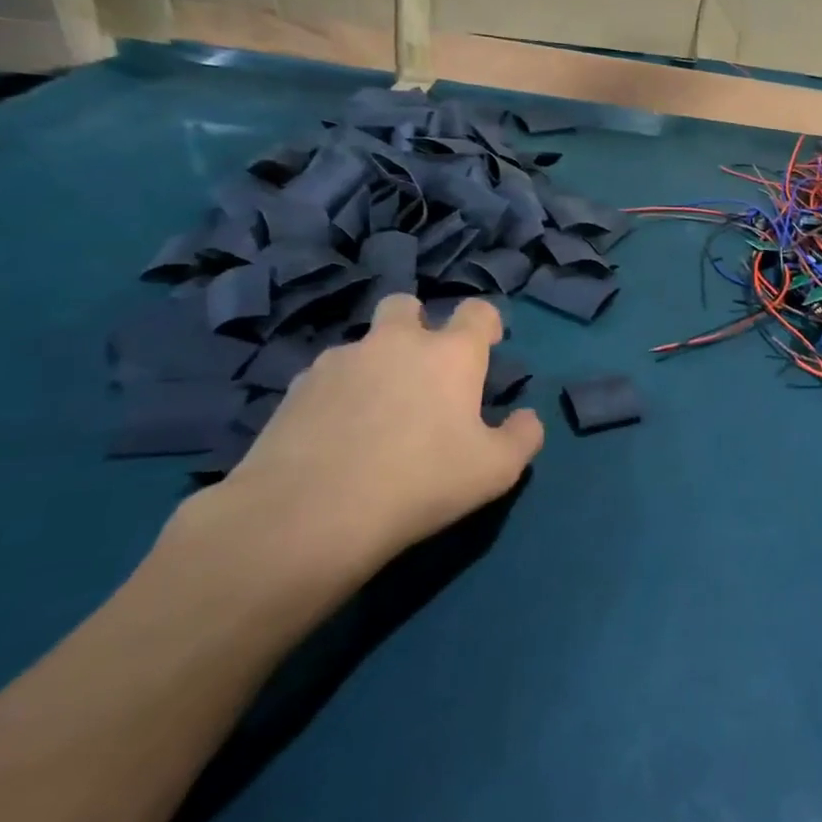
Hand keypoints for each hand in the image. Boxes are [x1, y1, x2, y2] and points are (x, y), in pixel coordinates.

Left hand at [170, 296, 543, 594]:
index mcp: (450, 353)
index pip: (477, 311)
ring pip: (363, 345)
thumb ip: (523, 436)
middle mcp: (395, 343)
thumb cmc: (419, 482)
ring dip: (375, 364)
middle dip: (417, 324)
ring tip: (375, 416)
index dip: (486, 324)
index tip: (488, 348)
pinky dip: (338, 396)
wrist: (306, 516)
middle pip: (406, 305)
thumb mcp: (496, 470)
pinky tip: (336, 437)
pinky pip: (326, 379)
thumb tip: (526, 418)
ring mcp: (339, 362)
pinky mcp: (294, 390)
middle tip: (423, 370)